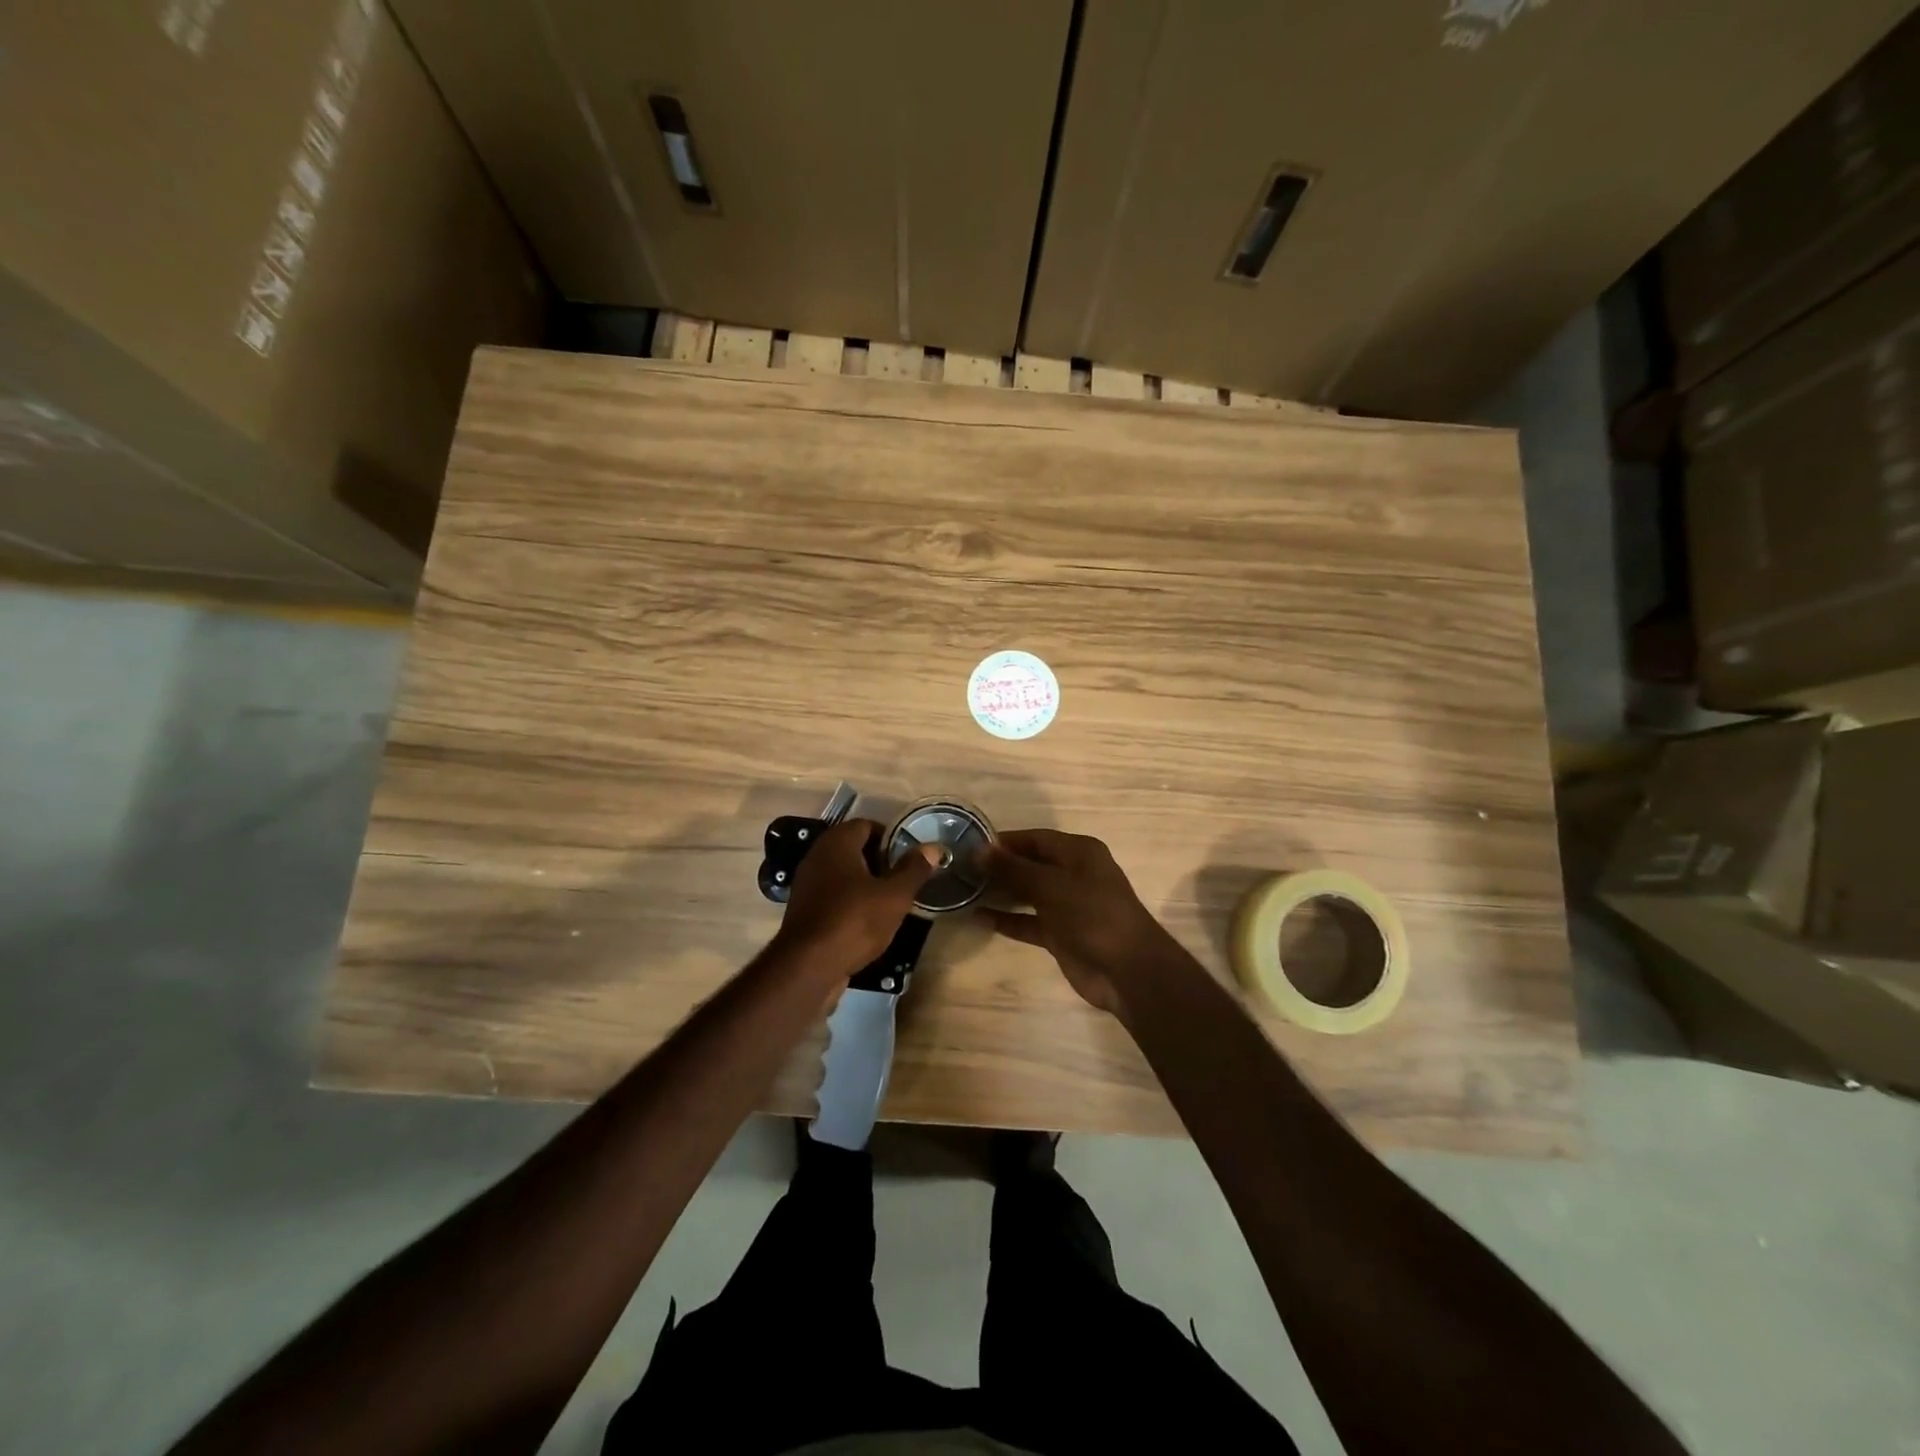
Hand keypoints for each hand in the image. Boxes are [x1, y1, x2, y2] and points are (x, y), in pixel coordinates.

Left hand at [775, 818, 939, 971]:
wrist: (808, 967)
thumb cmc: (855, 921)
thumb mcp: (894, 896)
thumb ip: (914, 869)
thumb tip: (933, 847)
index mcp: (837, 843)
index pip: (866, 825)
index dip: (890, 837)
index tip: (909, 857)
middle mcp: (817, 856)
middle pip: (853, 848)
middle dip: (879, 861)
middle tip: (902, 879)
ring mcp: (807, 884)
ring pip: (842, 873)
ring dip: (865, 882)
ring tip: (889, 900)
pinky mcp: (804, 910)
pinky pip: (832, 895)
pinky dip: (850, 900)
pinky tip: (867, 920)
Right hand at [984, 829, 1183, 1016]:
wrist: (1127, 971)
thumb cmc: (1093, 915)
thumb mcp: (1051, 886)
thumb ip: (1014, 869)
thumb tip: (979, 850)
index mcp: (1079, 852)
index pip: (1035, 838)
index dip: (1004, 841)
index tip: (969, 845)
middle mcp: (1073, 874)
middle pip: (1030, 864)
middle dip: (999, 866)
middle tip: (961, 869)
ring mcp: (1067, 905)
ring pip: (1027, 893)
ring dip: (1000, 892)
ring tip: (964, 890)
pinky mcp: (1060, 934)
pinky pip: (1028, 921)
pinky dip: (1007, 919)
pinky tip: (979, 917)